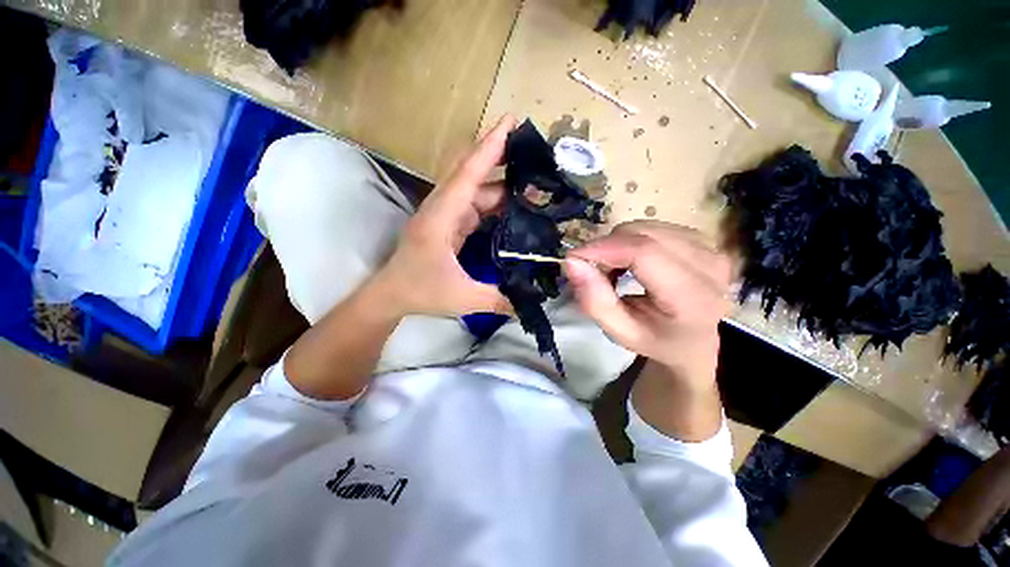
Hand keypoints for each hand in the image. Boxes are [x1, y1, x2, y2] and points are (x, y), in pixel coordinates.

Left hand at [372, 116, 516, 317]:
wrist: (391, 295)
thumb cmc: (420, 291)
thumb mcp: (463, 298)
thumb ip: (498, 300)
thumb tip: (530, 303)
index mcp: (441, 216)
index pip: (468, 173)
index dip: (489, 146)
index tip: (511, 121)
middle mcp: (442, 208)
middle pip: (471, 172)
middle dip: (498, 156)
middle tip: (531, 150)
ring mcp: (445, 215)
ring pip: (476, 190)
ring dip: (501, 185)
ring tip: (532, 183)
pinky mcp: (449, 225)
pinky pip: (474, 206)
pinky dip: (494, 203)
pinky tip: (513, 208)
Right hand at [564, 221, 731, 387]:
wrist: (694, 341)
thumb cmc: (655, 340)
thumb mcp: (619, 332)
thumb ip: (594, 301)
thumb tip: (572, 262)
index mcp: (692, 297)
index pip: (644, 253)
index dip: (603, 248)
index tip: (574, 257)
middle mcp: (709, 266)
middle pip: (642, 235)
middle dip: (606, 247)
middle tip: (593, 270)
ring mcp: (710, 248)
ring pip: (645, 228)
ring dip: (618, 244)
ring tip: (613, 270)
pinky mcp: (703, 240)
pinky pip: (654, 227)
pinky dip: (631, 240)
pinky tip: (630, 261)